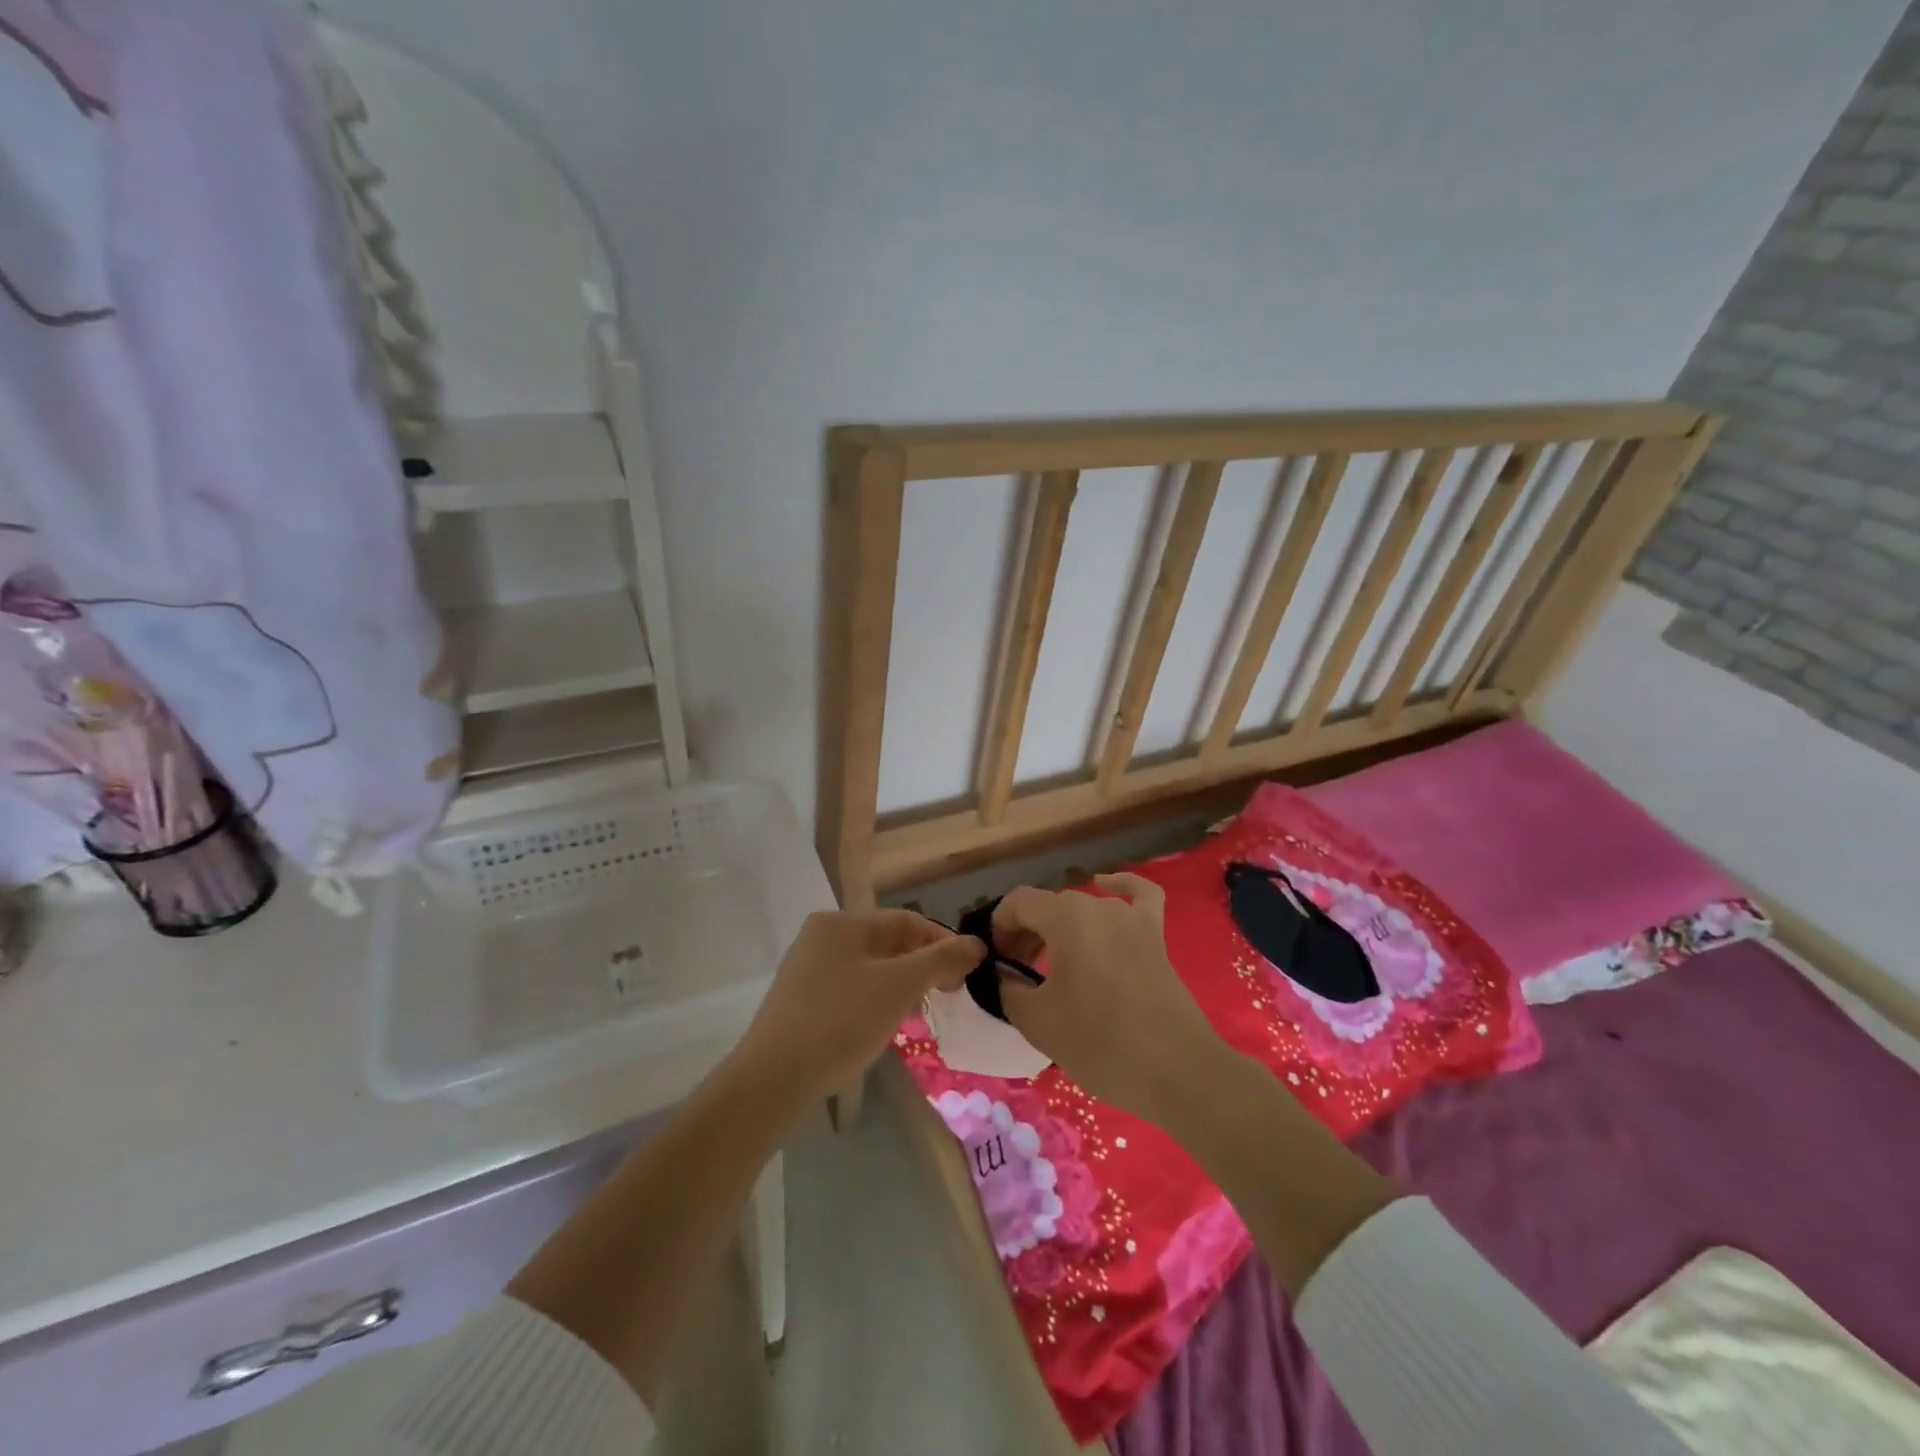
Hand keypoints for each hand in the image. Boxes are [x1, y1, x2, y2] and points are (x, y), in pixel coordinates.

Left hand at [728, 910, 981, 1106]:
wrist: (772, 1081)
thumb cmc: (840, 1020)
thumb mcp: (898, 986)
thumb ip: (940, 961)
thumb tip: (976, 944)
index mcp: (841, 922)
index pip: (905, 920)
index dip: (942, 941)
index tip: (967, 972)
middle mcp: (821, 937)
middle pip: (887, 943)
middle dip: (922, 966)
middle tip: (948, 995)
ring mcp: (807, 971)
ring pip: (870, 969)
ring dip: (902, 986)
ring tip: (920, 1014)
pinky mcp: (801, 1003)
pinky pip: (852, 991)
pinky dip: (876, 1002)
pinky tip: (885, 1027)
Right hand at [994, 874, 1230, 1124]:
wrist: (1178, 1073)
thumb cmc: (1101, 1043)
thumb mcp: (1037, 1021)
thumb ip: (1008, 988)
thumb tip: (1005, 975)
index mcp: (1066, 917)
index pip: (1017, 903)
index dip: (999, 929)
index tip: (996, 965)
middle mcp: (1098, 906)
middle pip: (1048, 907)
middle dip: (1025, 935)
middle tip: (1017, 976)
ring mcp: (1132, 918)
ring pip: (1083, 909)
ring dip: (1058, 929)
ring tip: (1049, 965)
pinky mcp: (1155, 937)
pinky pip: (1137, 896)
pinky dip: (1119, 886)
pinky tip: (1106, 884)